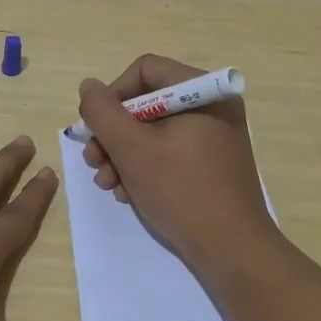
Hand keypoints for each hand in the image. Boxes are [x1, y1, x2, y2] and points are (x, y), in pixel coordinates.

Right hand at [78, 54, 276, 266]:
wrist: (231, 250)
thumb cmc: (181, 191)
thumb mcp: (131, 149)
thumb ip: (102, 112)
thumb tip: (88, 87)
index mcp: (203, 91)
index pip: (145, 70)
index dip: (113, 95)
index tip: (96, 128)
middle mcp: (213, 106)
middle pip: (147, 102)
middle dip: (113, 134)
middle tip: (94, 163)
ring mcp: (214, 136)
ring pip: (154, 131)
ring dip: (122, 155)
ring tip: (108, 185)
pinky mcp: (212, 163)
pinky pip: (170, 152)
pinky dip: (144, 168)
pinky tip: (128, 194)